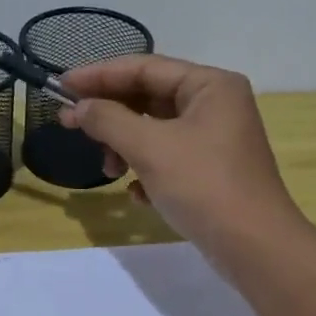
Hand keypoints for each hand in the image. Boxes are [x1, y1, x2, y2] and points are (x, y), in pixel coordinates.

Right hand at [59, 55, 312, 266]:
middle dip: (110, 116)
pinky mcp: (210, 171)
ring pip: (154, 131)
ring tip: (110, 171)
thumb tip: (79, 108)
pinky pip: (167, 159)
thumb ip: (108, 120)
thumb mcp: (150, 148)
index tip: (61, 86)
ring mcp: (214, 140)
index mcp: (210, 85)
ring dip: (124, 147)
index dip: (98, 75)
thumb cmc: (204, 185)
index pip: (144, 67)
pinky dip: (146, 171)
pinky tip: (138, 194)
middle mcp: (215, 105)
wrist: (254, 247)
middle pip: (148, 97)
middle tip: (69, 125)